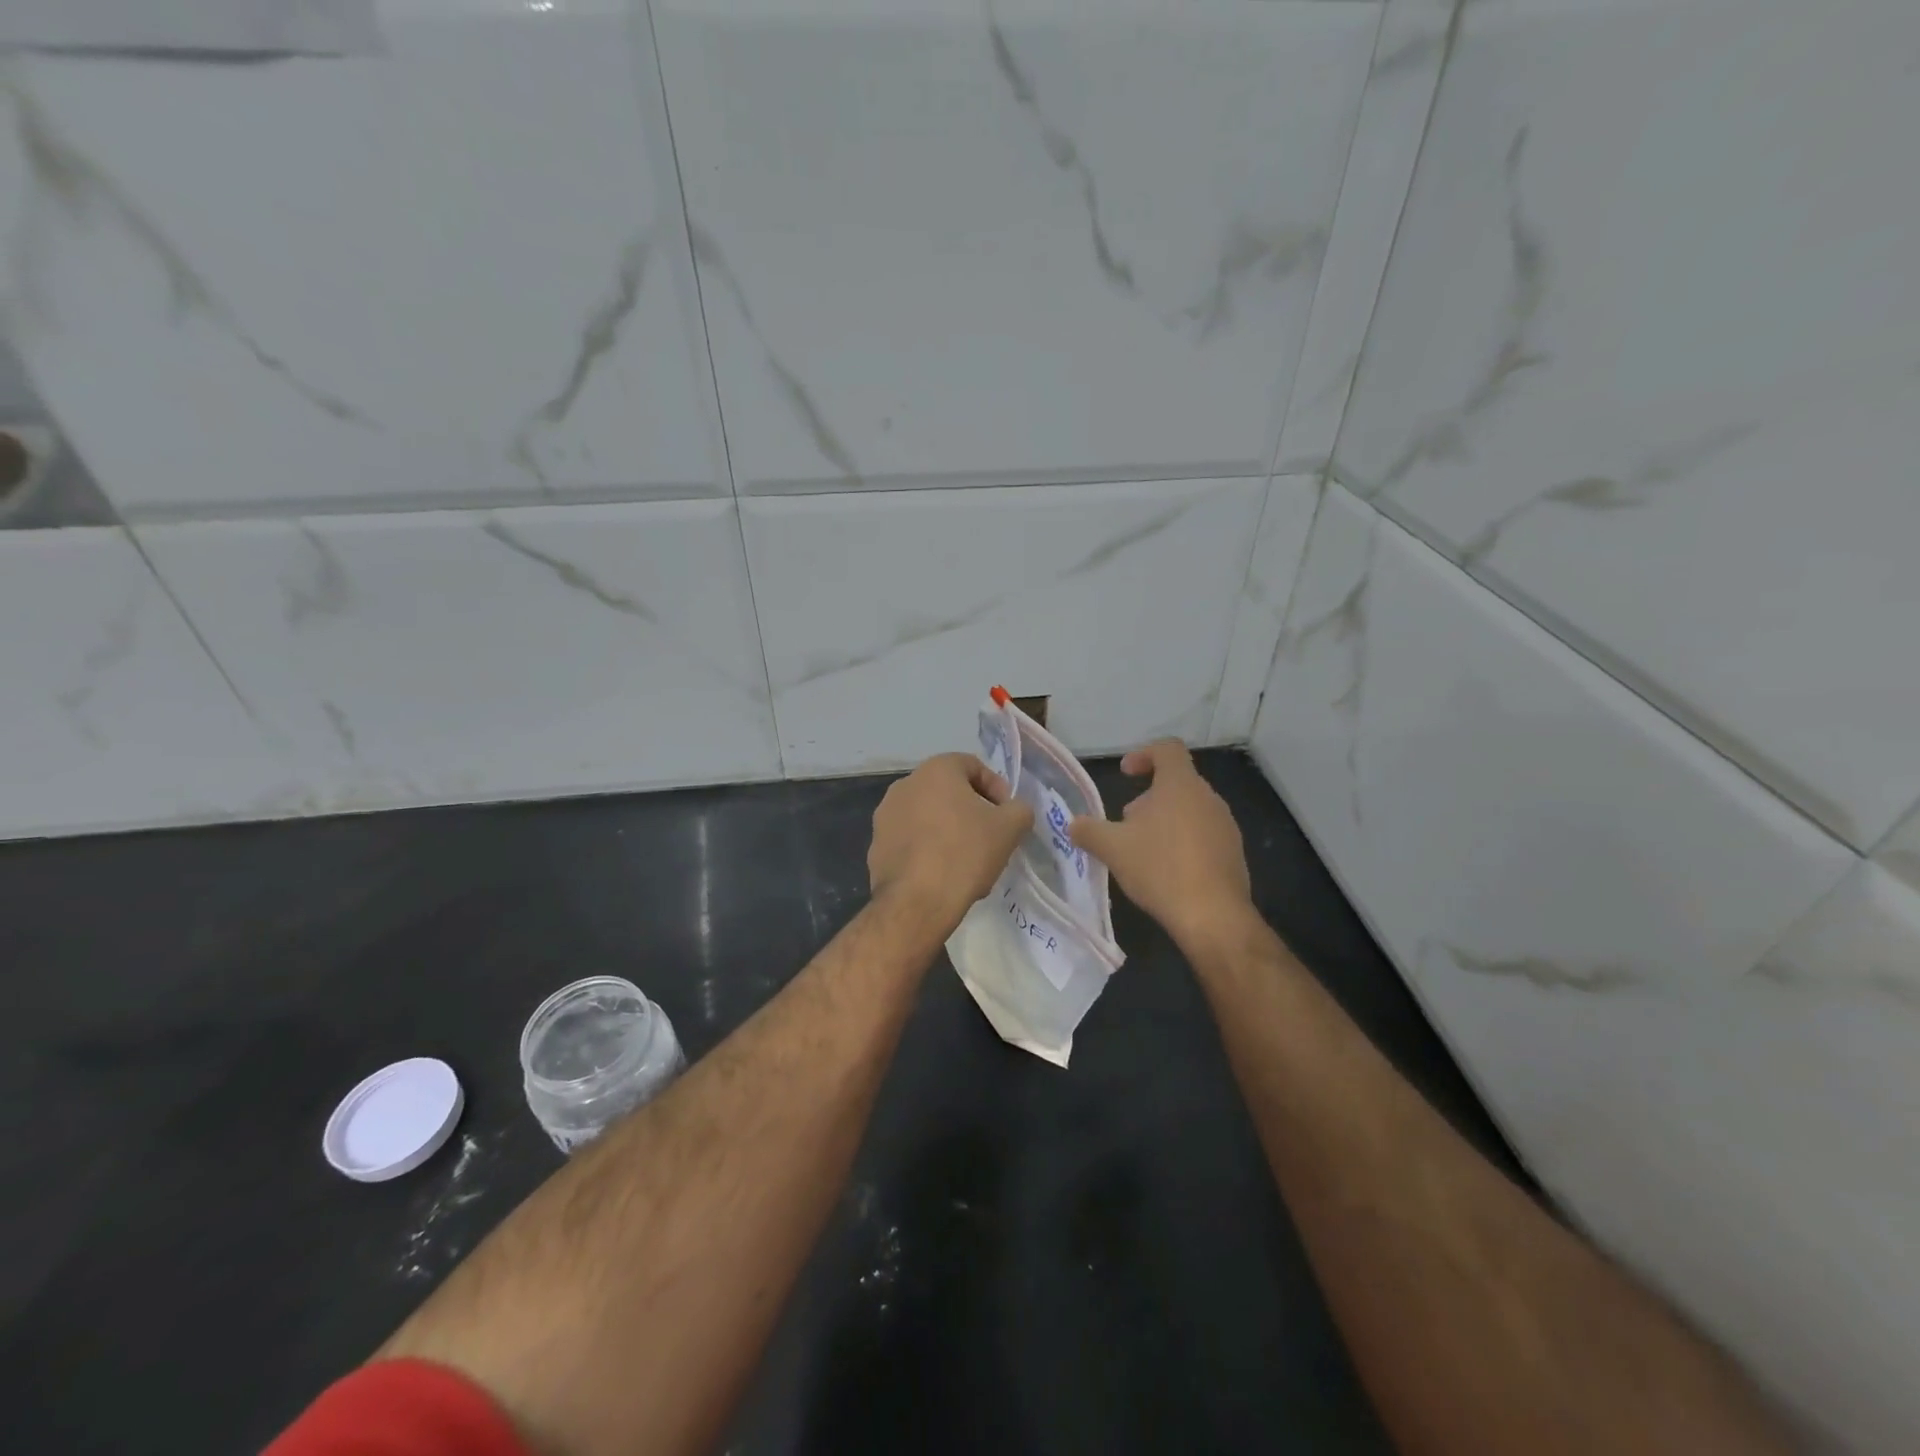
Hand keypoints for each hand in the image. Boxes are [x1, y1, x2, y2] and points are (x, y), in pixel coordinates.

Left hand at [869, 753, 1033, 927]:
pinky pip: (911, 840)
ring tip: (968, 860)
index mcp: (935, 770)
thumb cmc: (965, 853)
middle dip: (972, 811)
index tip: (1007, 814)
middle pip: (948, 792)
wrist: (917, 902)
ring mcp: (885, 816)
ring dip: (950, 831)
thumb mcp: (1010, 828)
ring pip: (928, 817)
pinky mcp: (876, 846)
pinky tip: (944, 875)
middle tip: (990, 837)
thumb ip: (1019, 809)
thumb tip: (1015, 810)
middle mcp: (904, 785)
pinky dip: (928, 850)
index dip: (996, 788)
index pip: (972, 766)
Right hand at [1070, 740, 1255, 955]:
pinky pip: (1204, 835)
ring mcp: (1225, 826)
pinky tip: (1166, 872)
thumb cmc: (1159, 868)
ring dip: (1165, 821)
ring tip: (1143, 850)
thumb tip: (1074, 824)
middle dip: (1148, 798)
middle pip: (1177, 782)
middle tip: (1126, 823)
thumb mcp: (1112, 848)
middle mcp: (1208, 798)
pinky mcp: (1233, 853)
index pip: (1167, 749)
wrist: (1213, 916)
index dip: (1144, 754)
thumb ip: (1089, 831)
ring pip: (1190, 810)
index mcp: (1180, 785)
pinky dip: (1182, 843)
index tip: (1126, 773)